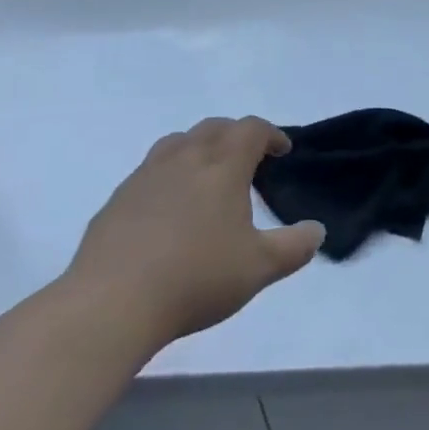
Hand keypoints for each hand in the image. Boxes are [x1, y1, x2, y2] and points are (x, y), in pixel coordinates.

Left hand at [66, 116, 323, 352]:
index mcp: (222, 166)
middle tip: (248, 160)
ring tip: (207, 174)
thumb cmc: (196, 278)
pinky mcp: (118, 198)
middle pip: (215, 127)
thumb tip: (317, 230)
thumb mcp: (258, 268)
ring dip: (200, 147)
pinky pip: (150, 170)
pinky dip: (169, 174)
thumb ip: (294, 247)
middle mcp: (185, 158)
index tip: (282, 151)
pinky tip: (167, 208)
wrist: (112, 302)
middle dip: (236, 135)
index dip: (271, 134)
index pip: (251, 129)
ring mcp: (146, 174)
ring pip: (178, 142)